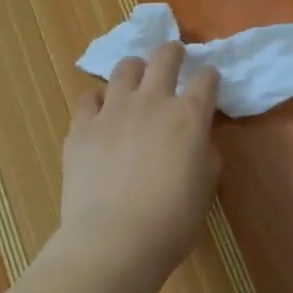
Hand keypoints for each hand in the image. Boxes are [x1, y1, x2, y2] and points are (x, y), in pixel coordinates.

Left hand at [58, 42, 220, 280]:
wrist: (115, 239)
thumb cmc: (172, 221)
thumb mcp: (205, 186)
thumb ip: (205, 154)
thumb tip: (198, 141)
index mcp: (190, 116)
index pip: (206, 80)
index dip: (210, 76)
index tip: (210, 80)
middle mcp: (153, 102)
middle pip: (165, 57)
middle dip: (173, 53)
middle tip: (175, 57)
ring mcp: (114, 111)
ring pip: (125, 68)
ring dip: (135, 69)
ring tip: (135, 80)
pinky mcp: (82, 127)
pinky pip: (88, 97)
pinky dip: (98, 100)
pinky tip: (101, 112)